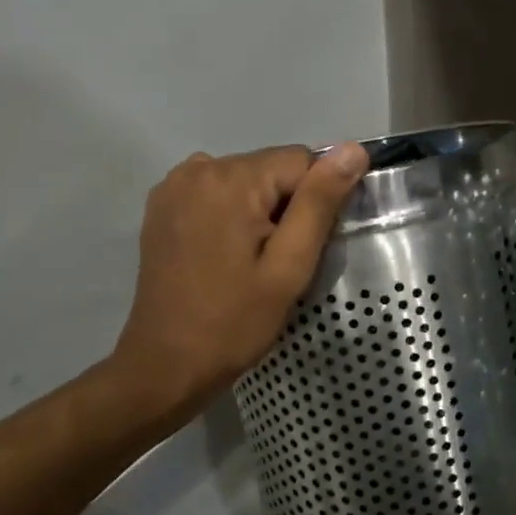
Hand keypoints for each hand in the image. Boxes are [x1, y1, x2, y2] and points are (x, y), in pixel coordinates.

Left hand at [112, 142, 369, 418]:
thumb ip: (320, 203)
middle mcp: (198, 168)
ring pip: (246, 181)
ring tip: (251, 261)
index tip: (303, 248)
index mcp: (231, 179)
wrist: (166, 365)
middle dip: (286, 207)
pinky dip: (231, 214)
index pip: (302, 161)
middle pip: (271, 168)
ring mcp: (174, 186)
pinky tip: (225, 254)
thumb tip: (354, 149)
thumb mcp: (289, 267)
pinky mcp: (162, 206)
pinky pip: (216, 193)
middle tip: (278, 262)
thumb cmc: (235, 322)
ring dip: (260, 211)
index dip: (315, 203)